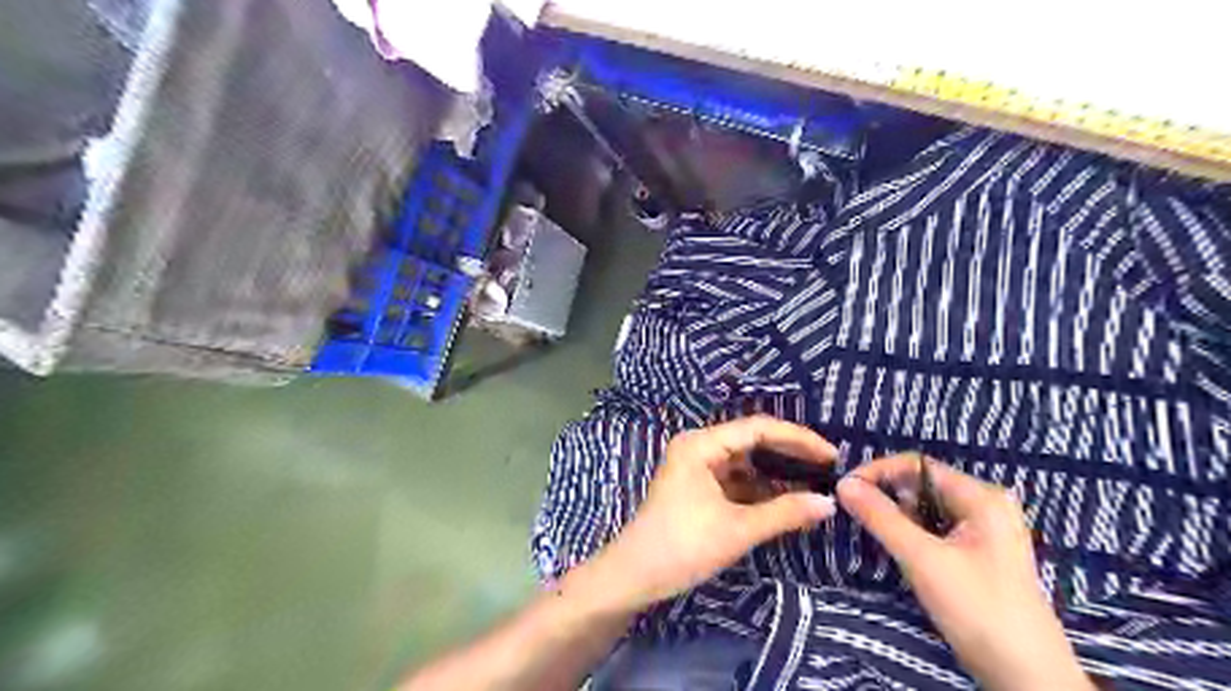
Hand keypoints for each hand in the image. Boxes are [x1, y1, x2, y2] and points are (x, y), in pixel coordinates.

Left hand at [578, 419, 836, 612]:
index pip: (758, 428)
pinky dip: (760, 489)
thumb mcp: (738, 529)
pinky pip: (736, 480)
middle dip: (789, 454)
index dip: (798, 439)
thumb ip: (785, 512)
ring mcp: (697, 466)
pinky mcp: (698, 486)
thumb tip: (829, 503)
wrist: (635, 575)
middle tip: (828, 467)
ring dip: (776, 473)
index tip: (832, 454)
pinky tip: (787, 499)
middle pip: (752, 441)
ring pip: (745, 462)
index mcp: (701, 444)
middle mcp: (699, 446)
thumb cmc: (683, 546)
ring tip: (815, 482)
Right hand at [841, 452, 1089, 690]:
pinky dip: (913, 533)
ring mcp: (986, 531)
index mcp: (981, 497)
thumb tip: (843, 483)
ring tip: (874, 532)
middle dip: (887, 495)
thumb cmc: (978, 610)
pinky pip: (937, 529)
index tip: (845, 490)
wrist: (1028, 679)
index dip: (878, 472)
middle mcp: (986, 505)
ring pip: (927, 509)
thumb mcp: (922, 559)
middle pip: (922, 485)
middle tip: (855, 513)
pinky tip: (900, 550)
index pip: (917, 465)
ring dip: (897, 516)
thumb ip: (881, 517)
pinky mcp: (980, 555)